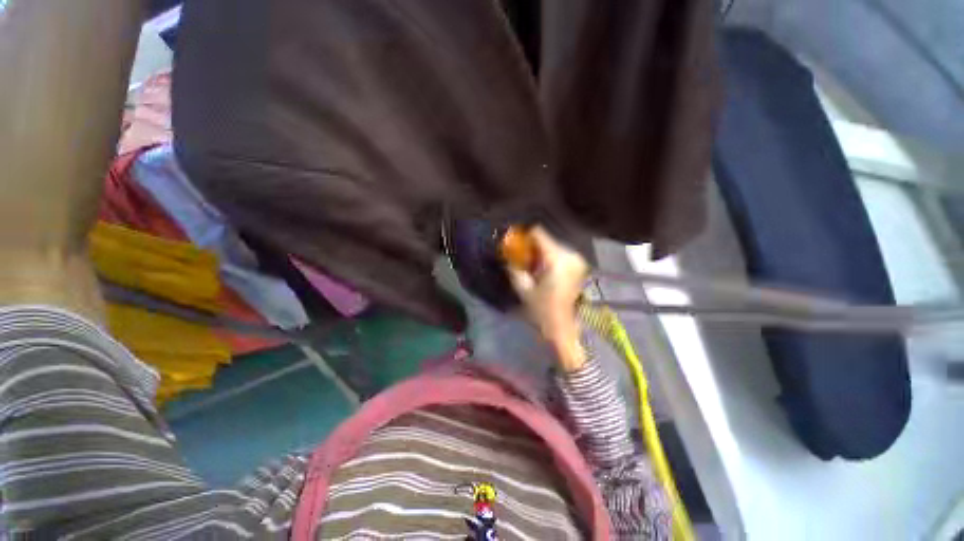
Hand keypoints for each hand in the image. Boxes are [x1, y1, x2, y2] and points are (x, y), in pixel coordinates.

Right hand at [507, 226, 588, 371]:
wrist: (563, 327)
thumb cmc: (542, 310)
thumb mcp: (523, 288)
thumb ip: (514, 267)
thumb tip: (506, 253)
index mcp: (557, 260)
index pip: (539, 234)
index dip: (525, 235)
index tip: (514, 241)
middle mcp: (570, 255)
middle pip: (546, 240)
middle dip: (532, 246)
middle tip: (521, 256)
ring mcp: (577, 260)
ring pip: (553, 246)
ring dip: (540, 253)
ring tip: (531, 265)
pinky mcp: (579, 265)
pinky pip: (559, 254)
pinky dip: (549, 258)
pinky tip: (542, 270)